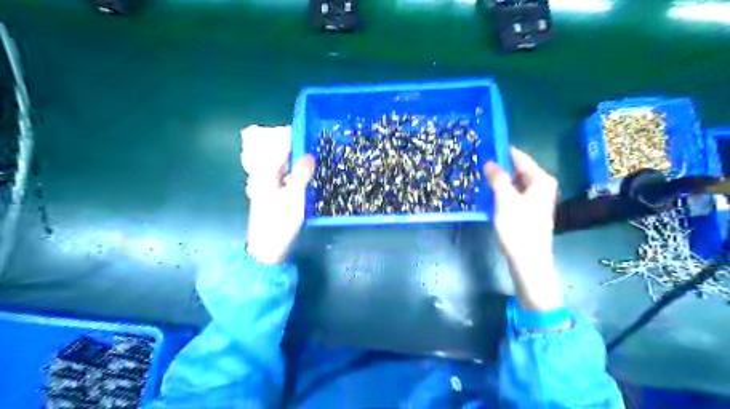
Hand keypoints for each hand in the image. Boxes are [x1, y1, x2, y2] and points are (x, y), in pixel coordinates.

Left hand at [242, 124, 315, 264]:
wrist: (267, 248)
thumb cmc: (279, 223)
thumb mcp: (295, 198)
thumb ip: (302, 174)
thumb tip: (309, 154)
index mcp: (265, 172)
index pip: (277, 145)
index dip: (292, 135)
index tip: (310, 131)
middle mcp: (264, 174)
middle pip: (279, 151)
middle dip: (296, 144)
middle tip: (316, 143)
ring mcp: (268, 183)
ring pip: (283, 162)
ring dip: (297, 157)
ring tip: (316, 154)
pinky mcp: (273, 192)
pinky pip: (285, 173)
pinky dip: (295, 169)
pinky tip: (308, 170)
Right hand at [483, 149, 563, 310]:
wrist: (528, 260)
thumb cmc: (519, 227)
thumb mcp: (505, 199)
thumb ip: (498, 178)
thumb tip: (490, 161)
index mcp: (541, 180)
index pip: (520, 157)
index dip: (502, 151)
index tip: (485, 146)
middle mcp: (541, 186)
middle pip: (518, 170)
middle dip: (499, 167)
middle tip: (478, 163)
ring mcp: (536, 200)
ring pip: (514, 183)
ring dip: (499, 180)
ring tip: (480, 177)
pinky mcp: (529, 211)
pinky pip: (514, 194)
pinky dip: (502, 192)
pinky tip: (488, 194)